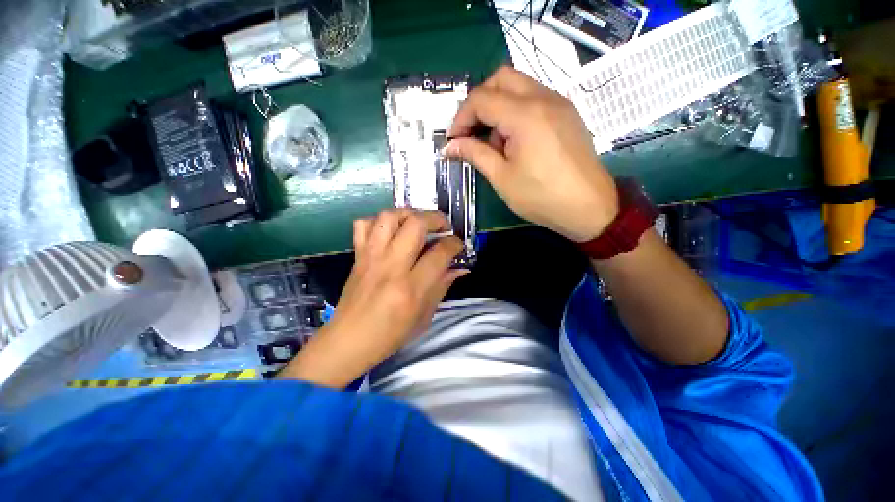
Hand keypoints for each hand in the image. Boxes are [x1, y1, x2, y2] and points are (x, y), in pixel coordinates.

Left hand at [279, 209, 466, 387]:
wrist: (348, 340)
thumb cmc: (390, 335)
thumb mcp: (424, 316)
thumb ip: (442, 286)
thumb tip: (460, 267)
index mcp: (410, 287)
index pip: (439, 253)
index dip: (454, 244)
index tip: (458, 244)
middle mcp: (391, 266)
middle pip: (415, 224)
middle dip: (435, 218)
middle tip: (443, 226)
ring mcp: (371, 257)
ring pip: (389, 217)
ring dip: (408, 214)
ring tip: (418, 223)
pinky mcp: (358, 256)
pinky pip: (363, 224)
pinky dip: (379, 221)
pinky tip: (390, 231)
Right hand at [446, 66, 617, 242]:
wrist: (589, 208)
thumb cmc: (541, 197)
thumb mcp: (502, 178)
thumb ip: (475, 154)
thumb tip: (450, 146)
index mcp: (524, 115)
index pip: (481, 99)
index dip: (461, 118)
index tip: (454, 141)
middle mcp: (543, 98)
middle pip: (501, 78)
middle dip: (479, 103)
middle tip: (472, 133)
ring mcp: (559, 103)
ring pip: (519, 86)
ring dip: (498, 107)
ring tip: (496, 145)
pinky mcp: (567, 113)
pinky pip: (534, 98)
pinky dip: (516, 112)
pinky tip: (516, 142)